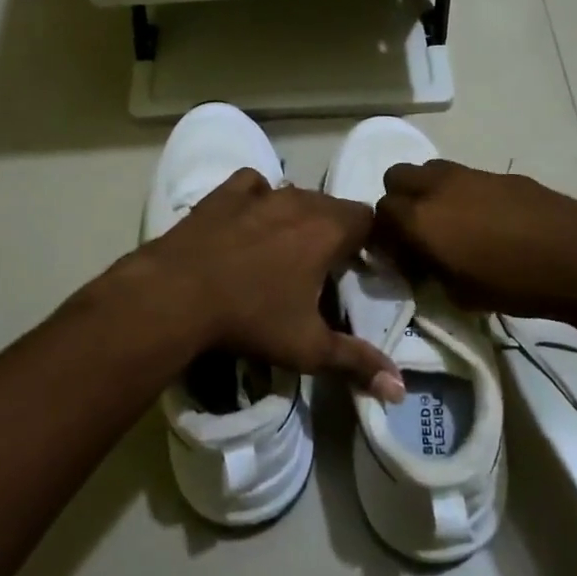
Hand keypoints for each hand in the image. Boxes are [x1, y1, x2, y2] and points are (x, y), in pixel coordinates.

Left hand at [121, 169, 402, 400]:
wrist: (177, 294)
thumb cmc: (251, 318)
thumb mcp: (308, 347)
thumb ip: (356, 362)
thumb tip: (399, 390)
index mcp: (328, 230)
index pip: (368, 219)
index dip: (370, 240)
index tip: (362, 265)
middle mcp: (299, 201)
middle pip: (333, 206)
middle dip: (336, 230)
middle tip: (326, 265)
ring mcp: (260, 193)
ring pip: (295, 194)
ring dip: (299, 215)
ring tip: (288, 247)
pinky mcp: (225, 193)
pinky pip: (254, 185)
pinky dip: (258, 198)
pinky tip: (250, 219)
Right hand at [372, 160, 576, 332]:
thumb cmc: (513, 284)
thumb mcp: (458, 293)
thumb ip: (428, 271)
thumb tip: (421, 260)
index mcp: (419, 218)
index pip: (379, 214)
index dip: (385, 236)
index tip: (401, 257)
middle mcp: (436, 186)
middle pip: (396, 177)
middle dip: (399, 201)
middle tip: (418, 231)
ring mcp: (469, 174)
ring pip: (430, 170)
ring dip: (429, 191)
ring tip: (452, 223)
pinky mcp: (499, 173)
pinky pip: (466, 177)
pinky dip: (463, 193)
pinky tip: (489, 221)